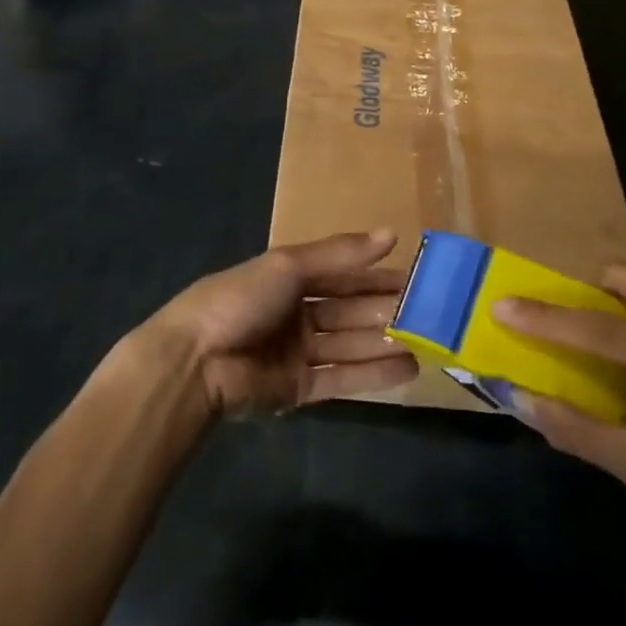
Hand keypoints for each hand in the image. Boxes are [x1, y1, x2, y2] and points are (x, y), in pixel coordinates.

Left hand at [147, 230, 417, 415]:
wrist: (194, 362)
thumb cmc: (240, 300)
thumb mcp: (288, 266)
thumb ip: (340, 255)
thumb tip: (390, 234)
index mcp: (289, 278)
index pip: (342, 275)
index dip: (376, 275)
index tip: (415, 277)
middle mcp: (296, 314)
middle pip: (349, 311)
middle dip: (385, 311)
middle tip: (430, 313)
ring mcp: (297, 354)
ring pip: (350, 345)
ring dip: (385, 343)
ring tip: (427, 342)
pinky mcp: (298, 390)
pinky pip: (342, 379)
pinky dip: (373, 374)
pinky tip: (407, 368)